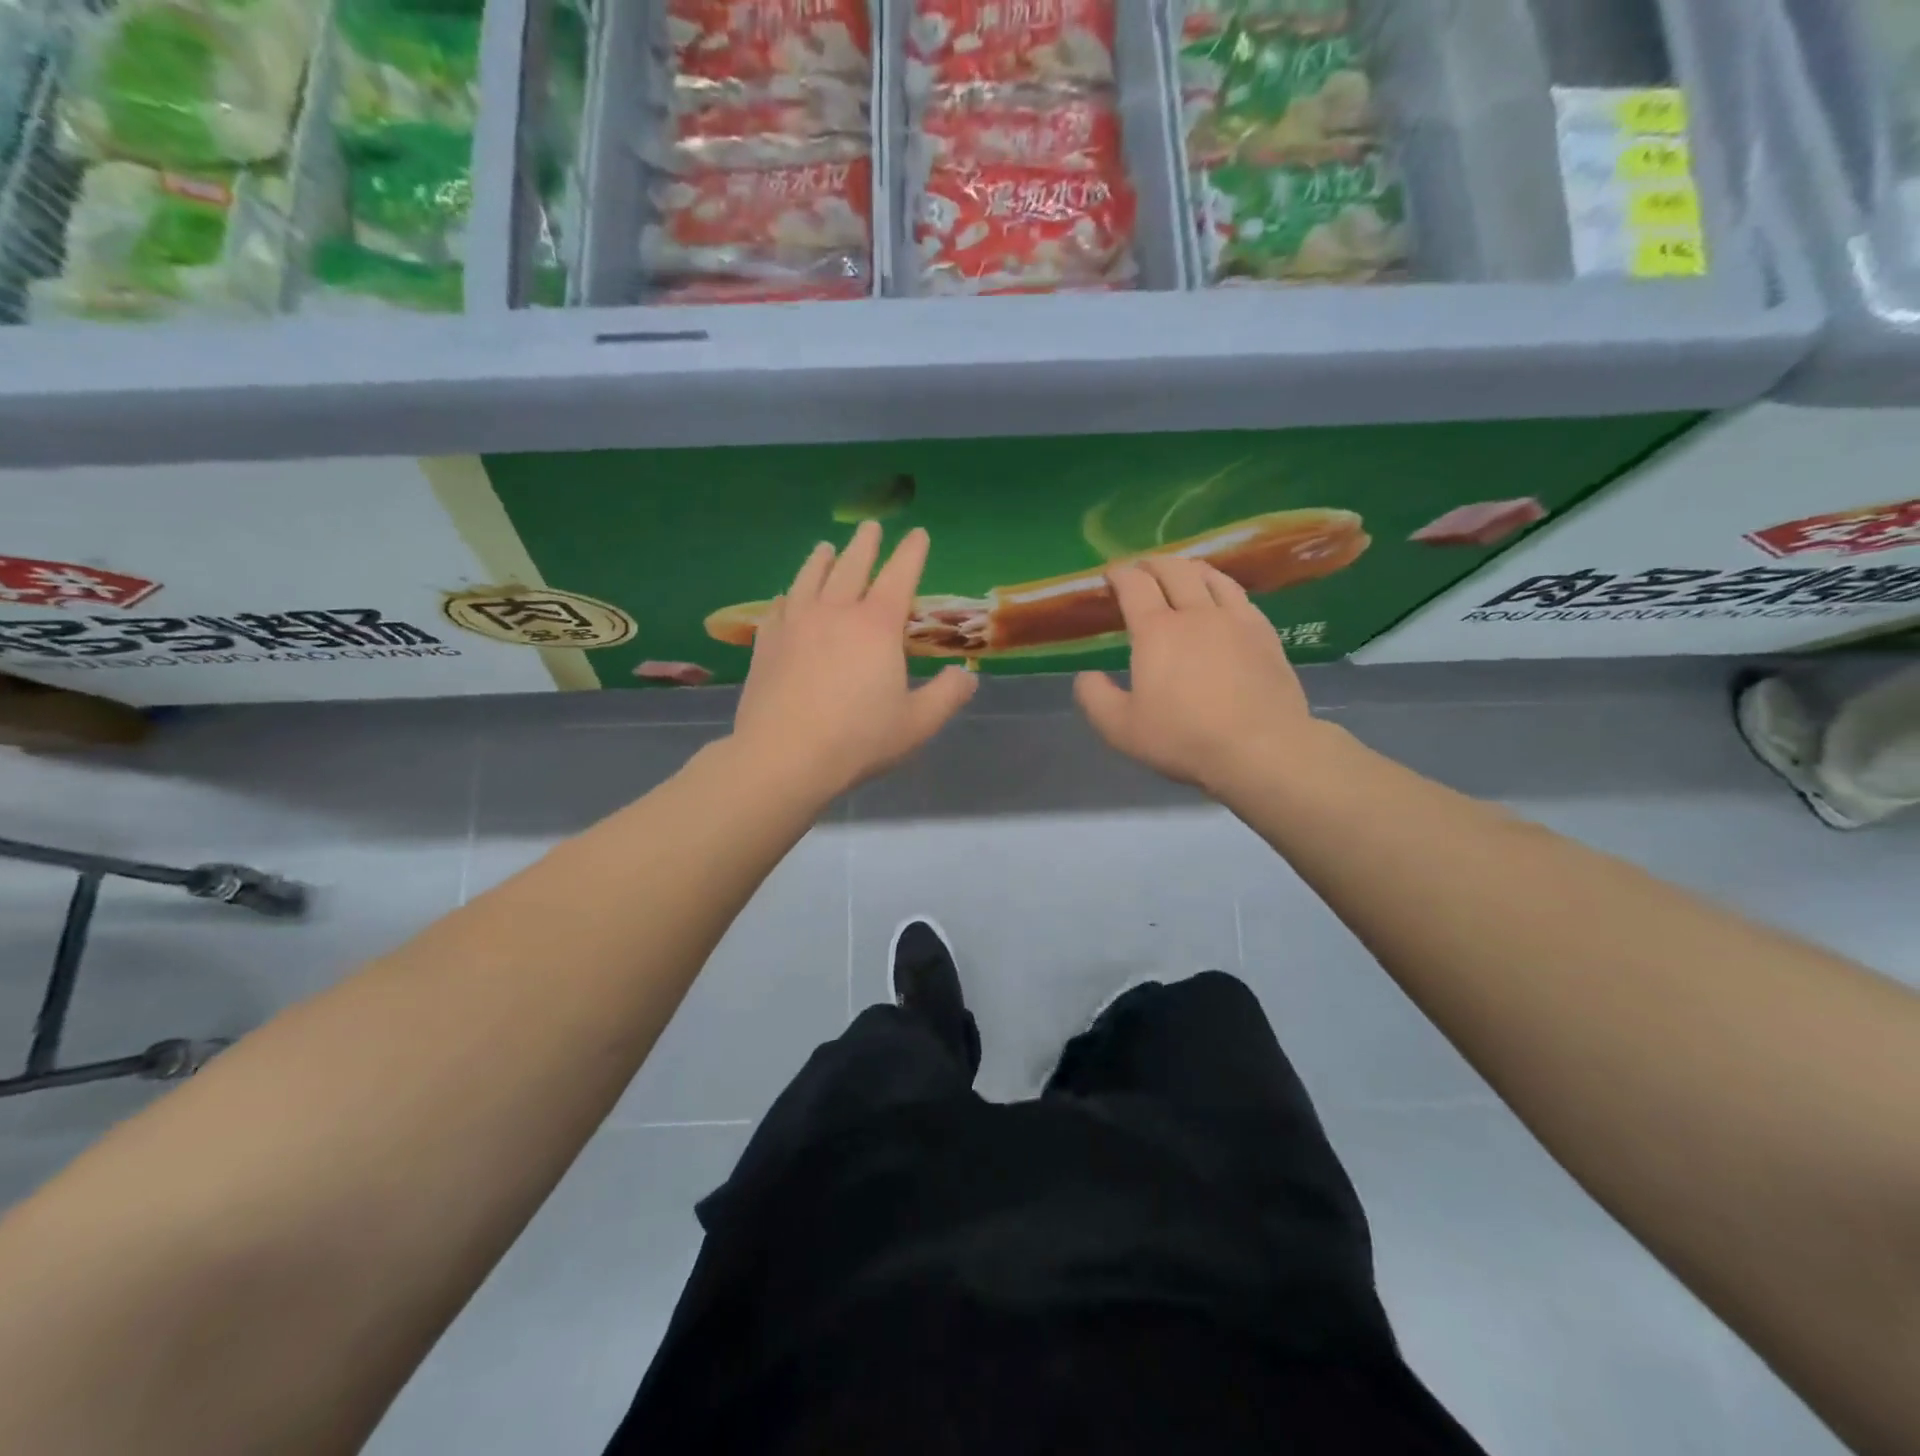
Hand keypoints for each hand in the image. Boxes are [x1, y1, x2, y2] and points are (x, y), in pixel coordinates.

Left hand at [732, 522, 976, 796]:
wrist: (783, 757)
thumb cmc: (858, 739)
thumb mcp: (917, 724)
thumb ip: (947, 695)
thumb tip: (968, 675)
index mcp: (876, 626)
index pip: (899, 576)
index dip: (911, 552)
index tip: (917, 533)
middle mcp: (834, 613)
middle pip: (851, 567)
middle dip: (865, 544)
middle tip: (870, 526)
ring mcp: (794, 625)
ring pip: (809, 579)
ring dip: (821, 560)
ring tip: (826, 548)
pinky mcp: (765, 644)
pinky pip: (777, 608)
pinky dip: (787, 597)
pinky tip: (785, 598)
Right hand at [1074, 556, 1327, 793]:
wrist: (1261, 749)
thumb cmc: (1183, 738)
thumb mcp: (1120, 728)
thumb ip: (1095, 697)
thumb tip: (1086, 675)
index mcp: (1156, 631)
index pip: (1134, 585)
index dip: (1119, 574)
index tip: (1110, 574)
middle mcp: (1196, 613)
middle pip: (1174, 570)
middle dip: (1152, 563)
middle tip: (1141, 570)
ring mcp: (1235, 620)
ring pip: (1211, 576)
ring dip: (1188, 568)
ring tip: (1181, 573)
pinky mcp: (1265, 634)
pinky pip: (1240, 595)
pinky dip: (1221, 586)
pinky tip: (1221, 599)